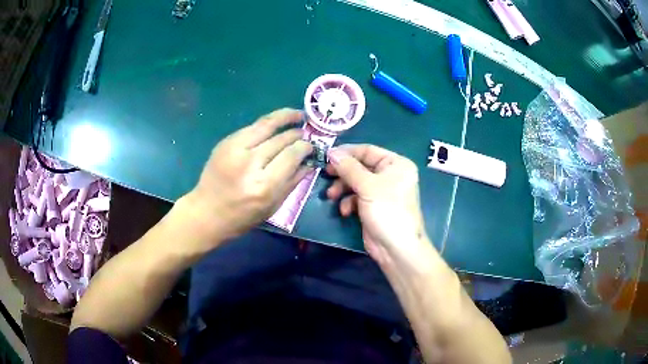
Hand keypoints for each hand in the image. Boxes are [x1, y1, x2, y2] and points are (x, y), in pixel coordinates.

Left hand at [183, 108, 312, 246]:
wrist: (207, 212)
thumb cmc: (242, 216)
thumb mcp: (272, 206)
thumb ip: (293, 182)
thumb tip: (309, 162)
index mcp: (264, 185)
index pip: (291, 155)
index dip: (305, 147)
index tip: (311, 146)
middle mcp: (250, 163)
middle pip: (281, 139)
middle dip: (297, 134)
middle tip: (305, 133)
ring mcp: (235, 149)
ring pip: (266, 125)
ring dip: (285, 116)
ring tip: (297, 114)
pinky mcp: (225, 142)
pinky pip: (251, 127)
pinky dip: (266, 124)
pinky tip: (275, 123)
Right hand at [326, 144, 430, 266]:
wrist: (396, 248)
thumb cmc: (387, 211)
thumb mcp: (368, 186)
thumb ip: (349, 168)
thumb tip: (332, 152)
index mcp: (395, 164)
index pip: (368, 150)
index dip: (347, 152)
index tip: (326, 155)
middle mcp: (390, 174)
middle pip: (360, 166)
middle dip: (343, 173)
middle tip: (326, 174)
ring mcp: (381, 191)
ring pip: (356, 182)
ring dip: (342, 188)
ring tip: (332, 196)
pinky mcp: (373, 206)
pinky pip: (357, 197)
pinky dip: (349, 202)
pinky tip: (345, 212)